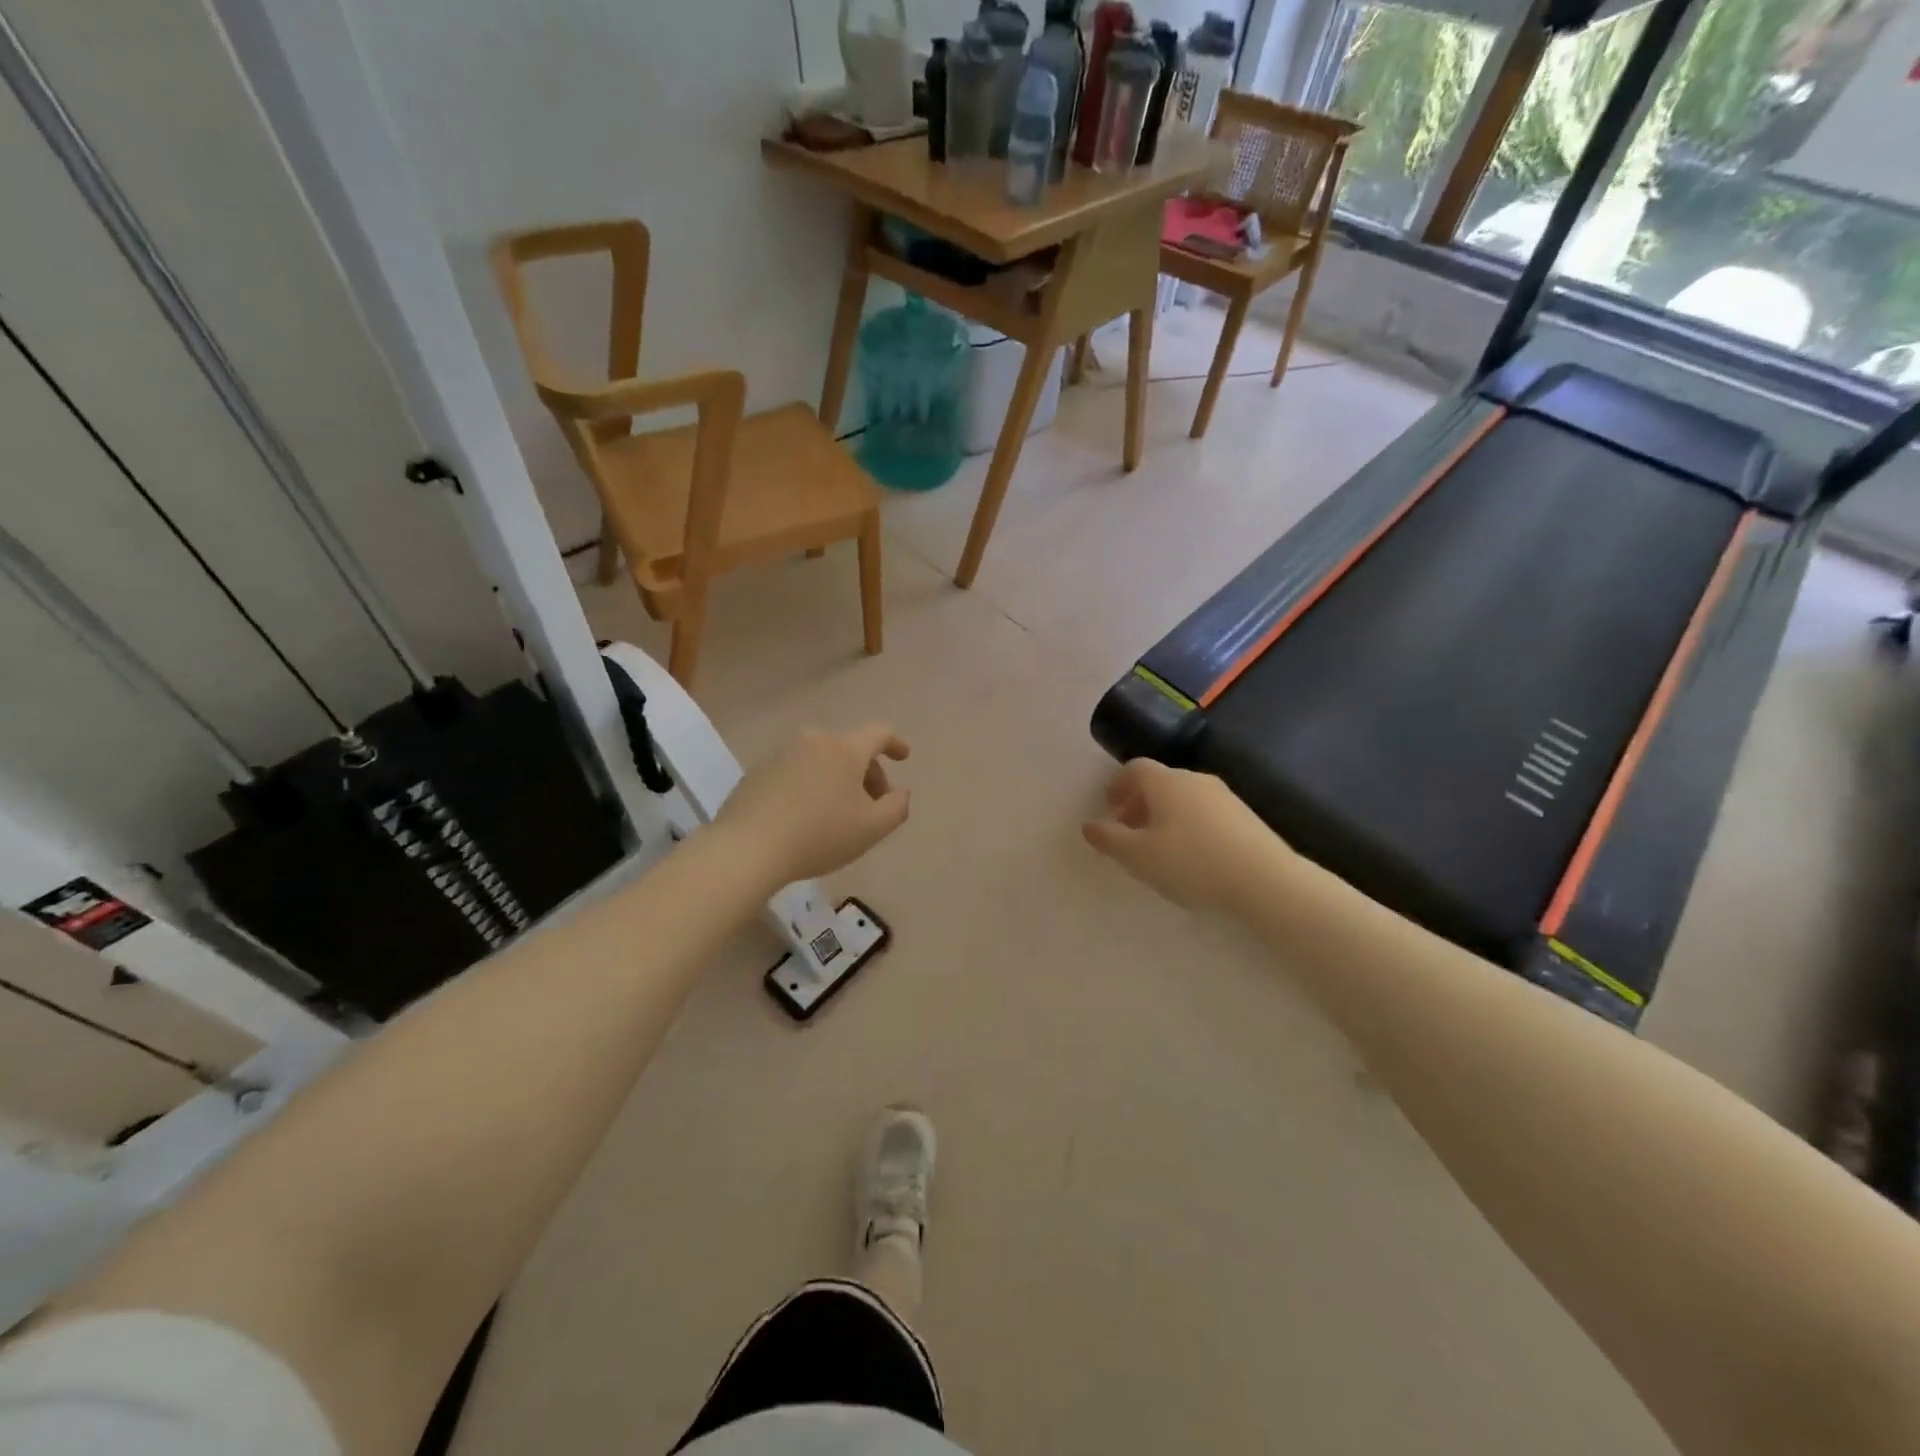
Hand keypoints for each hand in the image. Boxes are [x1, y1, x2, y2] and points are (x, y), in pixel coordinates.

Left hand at [716, 725, 910, 887]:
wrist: (747, 848)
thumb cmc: (819, 836)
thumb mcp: (872, 829)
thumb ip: (897, 807)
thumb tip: (900, 792)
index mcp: (844, 748)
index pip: (879, 733)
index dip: (896, 743)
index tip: (904, 757)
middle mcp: (813, 741)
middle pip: (850, 749)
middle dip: (868, 774)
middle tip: (872, 806)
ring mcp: (781, 754)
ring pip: (822, 760)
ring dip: (837, 780)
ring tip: (837, 815)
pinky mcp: (757, 772)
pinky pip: (796, 772)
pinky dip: (809, 786)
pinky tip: (805, 817)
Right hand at [1083, 759, 1293, 914]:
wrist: (1265, 880)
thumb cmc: (1191, 863)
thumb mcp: (1138, 856)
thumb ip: (1109, 839)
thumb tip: (1088, 824)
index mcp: (1166, 782)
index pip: (1135, 769)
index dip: (1118, 784)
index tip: (1109, 806)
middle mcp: (1195, 780)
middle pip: (1160, 783)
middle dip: (1139, 803)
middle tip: (1128, 830)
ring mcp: (1225, 797)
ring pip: (1184, 799)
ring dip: (1164, 816)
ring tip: (1159, 848)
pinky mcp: (1245, 818)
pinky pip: (1205, 813)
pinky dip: (1189, 826)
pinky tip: (1191, 857)